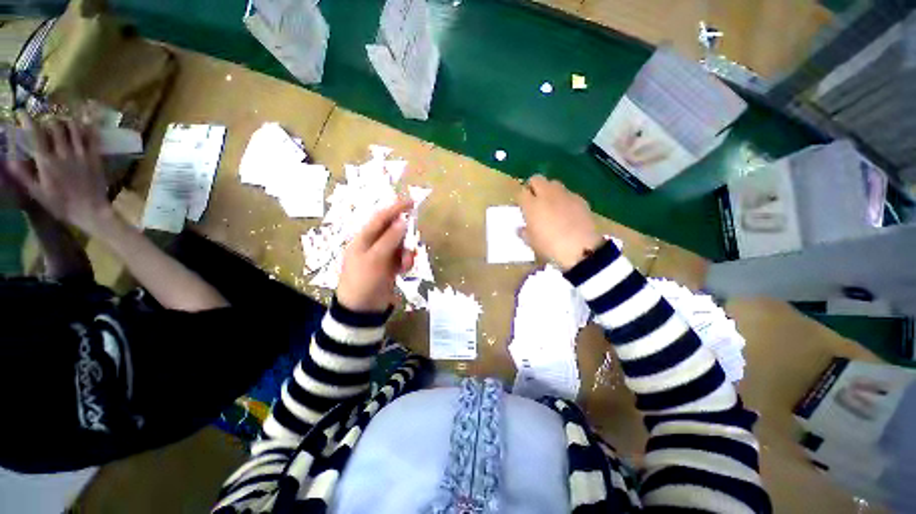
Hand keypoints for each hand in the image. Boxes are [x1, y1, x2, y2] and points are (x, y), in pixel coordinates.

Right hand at [6, 117, 111, 233]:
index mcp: (46, 161)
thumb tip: (8, 159)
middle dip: (49, 120)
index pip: (35, 134)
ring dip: (67, 121)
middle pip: (55, 127)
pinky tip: (86, 121)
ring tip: (63, 121)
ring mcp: (81, 154)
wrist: (90, 210)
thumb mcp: (37, 193)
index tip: (22, 113)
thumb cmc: (61, 204)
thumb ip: (23, 175)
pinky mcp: (95, 158)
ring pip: (74, 128)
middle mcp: (63, 153)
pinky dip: (89, 127)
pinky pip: (93, 138)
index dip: (27, 120)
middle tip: (46, 120)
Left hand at [337, 199, 415, 312]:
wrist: (362, 309)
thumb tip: (403, 220)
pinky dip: (405, 262)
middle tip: (410, 245)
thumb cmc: (364, 281)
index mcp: (363, 239)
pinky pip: (402, 257)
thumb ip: (390, 239)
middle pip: (393, 231)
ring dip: (406, 252)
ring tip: (405, 264)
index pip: (380, 218)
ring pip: (400, 245)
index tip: (411, 202)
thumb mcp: (376, 258)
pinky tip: (403, 270)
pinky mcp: (389, 266)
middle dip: (404, 237)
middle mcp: (373, 244)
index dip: (395, 209)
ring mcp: (382, 256)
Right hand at [517, 175, 603, 269]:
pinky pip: (568, 194)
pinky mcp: (580, 199)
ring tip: (551, 205)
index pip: (521, 192)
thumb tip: (521, 229)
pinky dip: (564, 199)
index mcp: (532, 205)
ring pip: (554, 183)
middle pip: (537, 179)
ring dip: (549, 190)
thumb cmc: (549, 246)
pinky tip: (567, 213)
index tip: (522, 207)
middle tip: (534, 200)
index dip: (521, 198)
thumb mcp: (532, 242)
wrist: (580, 248)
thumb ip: (524, 232)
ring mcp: (565, 195)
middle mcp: (547, 195)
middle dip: (533, 186)